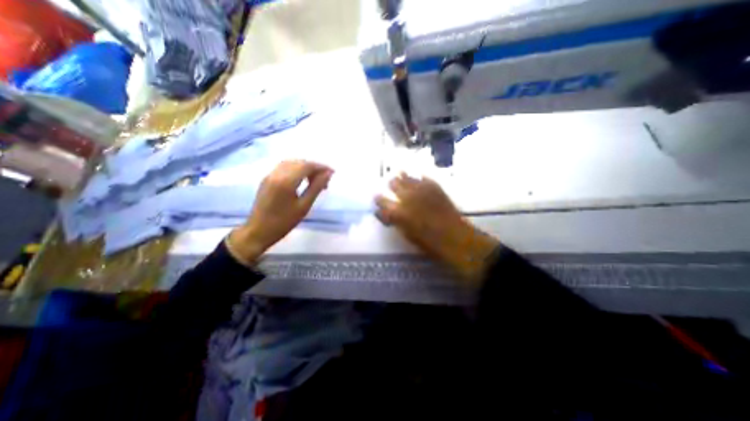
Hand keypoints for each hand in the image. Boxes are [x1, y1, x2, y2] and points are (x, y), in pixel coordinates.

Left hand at [227, 159, 332, 264]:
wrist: (258, 231)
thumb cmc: (284, 222)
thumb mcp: (304, 206)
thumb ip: (316, 187)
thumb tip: (328, 174)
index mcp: (286, 181)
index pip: (307, 165)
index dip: (321, 167)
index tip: (332, 173)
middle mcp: (276, 173)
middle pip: (299, 162)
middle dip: (314, 167)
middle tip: (324, 180)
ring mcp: (270, 175)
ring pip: (291, 163)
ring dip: (305, 167)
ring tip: (314, 180)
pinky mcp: (266, 178)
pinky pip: (284, 167)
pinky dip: (296, 169)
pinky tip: (301, 180)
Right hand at [376, 172, 496, 281]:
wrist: (455, 237)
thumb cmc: (428, 242)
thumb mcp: (405, 234)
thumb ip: (394, 220)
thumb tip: (385, 212)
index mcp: (398, 211)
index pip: (381, 200)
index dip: (378, 199)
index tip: (377, 198)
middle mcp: (407, 196)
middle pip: (393, 183)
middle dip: (391, 185)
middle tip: (391, 186)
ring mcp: (421, 189)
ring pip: (406, 177)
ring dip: (402, 178)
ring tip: (401, 176)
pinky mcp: (434, 186)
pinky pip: (423, 178)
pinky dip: (419, 179)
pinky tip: (418, 179)